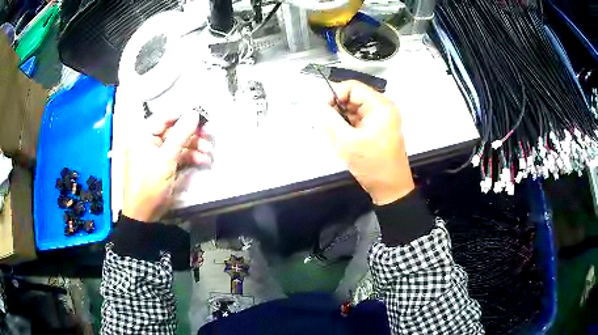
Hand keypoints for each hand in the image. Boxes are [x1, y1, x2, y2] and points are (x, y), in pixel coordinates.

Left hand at [123, 110, 212, 221]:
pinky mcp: (161, 164)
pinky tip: (203, 162)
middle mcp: (148, 140)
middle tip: (210, 137)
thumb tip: (195, 113)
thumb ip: (181, 134)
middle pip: (174, 131)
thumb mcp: (166, 158)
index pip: (166, 117)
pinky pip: (177, 155)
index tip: (203, 119)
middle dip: (193, 135)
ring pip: (178, 144)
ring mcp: (155, 153)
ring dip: (194, 148)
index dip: (185, 116)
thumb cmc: (150, 184)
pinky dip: (189, 158)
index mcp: (143, 134)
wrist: (143, 215)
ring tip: (209, 154)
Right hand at [321, 80, 413, 204]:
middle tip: (324, 125)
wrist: (390, 188)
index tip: (321, 110)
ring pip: (352, 110)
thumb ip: (329, 120)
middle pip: (352, 98)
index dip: (334, 95)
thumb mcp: (347, 142)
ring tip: (332, 136)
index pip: (352, 87)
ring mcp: (379, 119)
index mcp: (380, 106)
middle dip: (336, 109)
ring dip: (339, 120)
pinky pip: (356, 121)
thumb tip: (316, 105)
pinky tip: (341, 140)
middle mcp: (381, 108)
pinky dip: (346, 128)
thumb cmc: (372, 164)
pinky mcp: (376, 129)